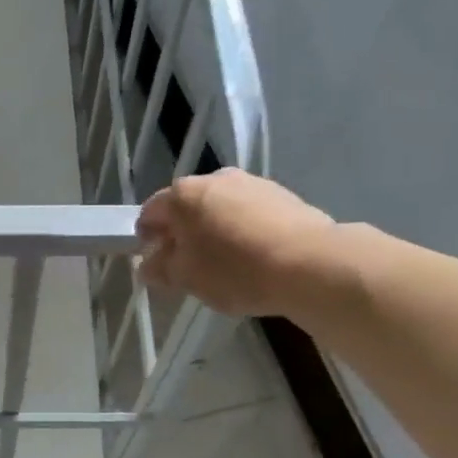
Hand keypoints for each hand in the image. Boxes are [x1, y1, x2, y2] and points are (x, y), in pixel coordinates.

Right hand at [137, 168, 338, 317]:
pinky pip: (248, 214)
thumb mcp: (186, 279)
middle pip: (187, 207)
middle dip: (183, 234)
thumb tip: (147, 265)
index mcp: (183, 195)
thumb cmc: (235, 270)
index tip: (156, 264)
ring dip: (214, 231)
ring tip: (224, 264)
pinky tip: (253, 257)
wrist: (310, 264)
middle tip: (188, 266)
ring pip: (220, 208)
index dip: (146, 240)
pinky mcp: (282, 195)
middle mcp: (215, 178)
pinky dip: (242, 231)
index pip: (150, 213)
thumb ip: (160, 269)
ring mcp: (252, 183)